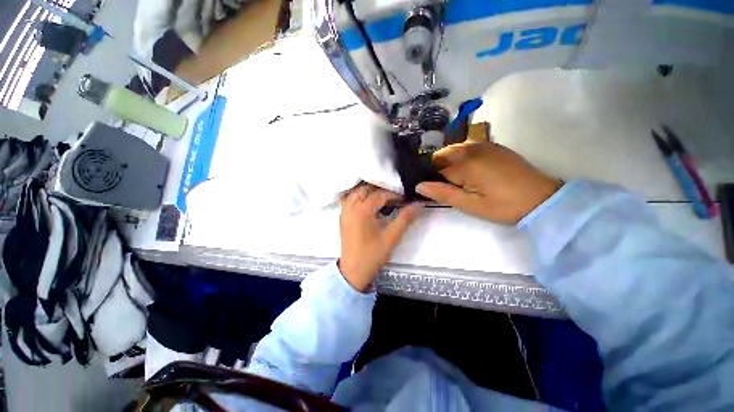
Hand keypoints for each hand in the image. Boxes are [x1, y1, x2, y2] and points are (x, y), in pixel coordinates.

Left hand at [339, 184, 422, 291]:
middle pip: (365, 189)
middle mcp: (351, 207)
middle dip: (380, 188)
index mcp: (362, 210)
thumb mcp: (392, 237)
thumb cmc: (373, 255)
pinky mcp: (343, 218)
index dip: (394, 194)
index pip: (380, 195)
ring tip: (382, 196)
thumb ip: (405, 218)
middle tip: (394, 195)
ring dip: (368, 191)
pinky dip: (359, 196)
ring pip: (355, 192)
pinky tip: (368, 202)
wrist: (353, 272)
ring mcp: (344, 212)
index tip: (405, 197)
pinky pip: (349, 200)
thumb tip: (419, 204)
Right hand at [416, 142, 560, 223]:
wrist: (543, 199)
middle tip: (451, 188)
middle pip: (442, 156)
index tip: (436, 190)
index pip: (434, 168)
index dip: (432, 180)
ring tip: (462, 182)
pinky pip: (468, 149)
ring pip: (454, 152)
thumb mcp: (470, 205)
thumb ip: (443, 193)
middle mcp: (471, 147)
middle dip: (441, 170)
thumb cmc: (504, 206)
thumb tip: (418, 186)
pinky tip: (474, 173)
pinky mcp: (494, 146)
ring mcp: (484, 144)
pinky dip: (464, 159)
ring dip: (452, 165)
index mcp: (464, 162)